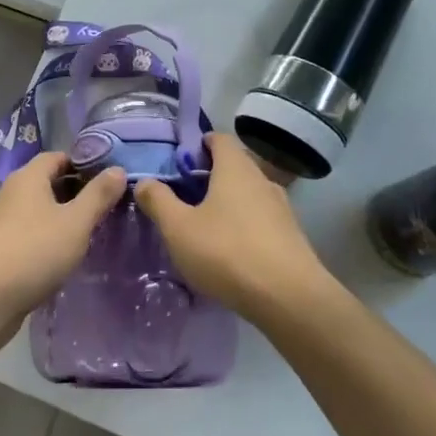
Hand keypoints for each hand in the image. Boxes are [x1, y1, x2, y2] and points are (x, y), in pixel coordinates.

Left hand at [0, 153, 124, 316]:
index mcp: (29, 177)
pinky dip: (50, 236)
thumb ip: (98, 195)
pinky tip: (67, 253)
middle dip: (77, 191)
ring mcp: (4, 221)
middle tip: (107, 205)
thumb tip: (118, 170)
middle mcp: (14, 192)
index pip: (59, 156)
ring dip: (64, 216)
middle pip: (49, 182)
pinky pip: (32, 232)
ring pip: (41, 209)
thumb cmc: (34, 250)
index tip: (109, 178)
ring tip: (93, 230)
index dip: (84, 163)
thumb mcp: (76, 222)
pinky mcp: (2, 248)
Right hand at [135, 133, 329, 320]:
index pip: (219, 138)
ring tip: (205, 225)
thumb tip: (144, 181)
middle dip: (210, 175)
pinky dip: (245, 224)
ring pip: (249, 193)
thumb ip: (158, 201)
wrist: (289, 297)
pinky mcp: (291, 235)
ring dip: (228, 202)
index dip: (199, 144)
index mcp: (235, 168)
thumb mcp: (179, 228)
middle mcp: (261, 179)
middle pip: (234, 165)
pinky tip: (231, 250)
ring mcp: (281, 207)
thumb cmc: (227, 252)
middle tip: (185, 196)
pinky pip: (262, 218)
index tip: (180, 162)